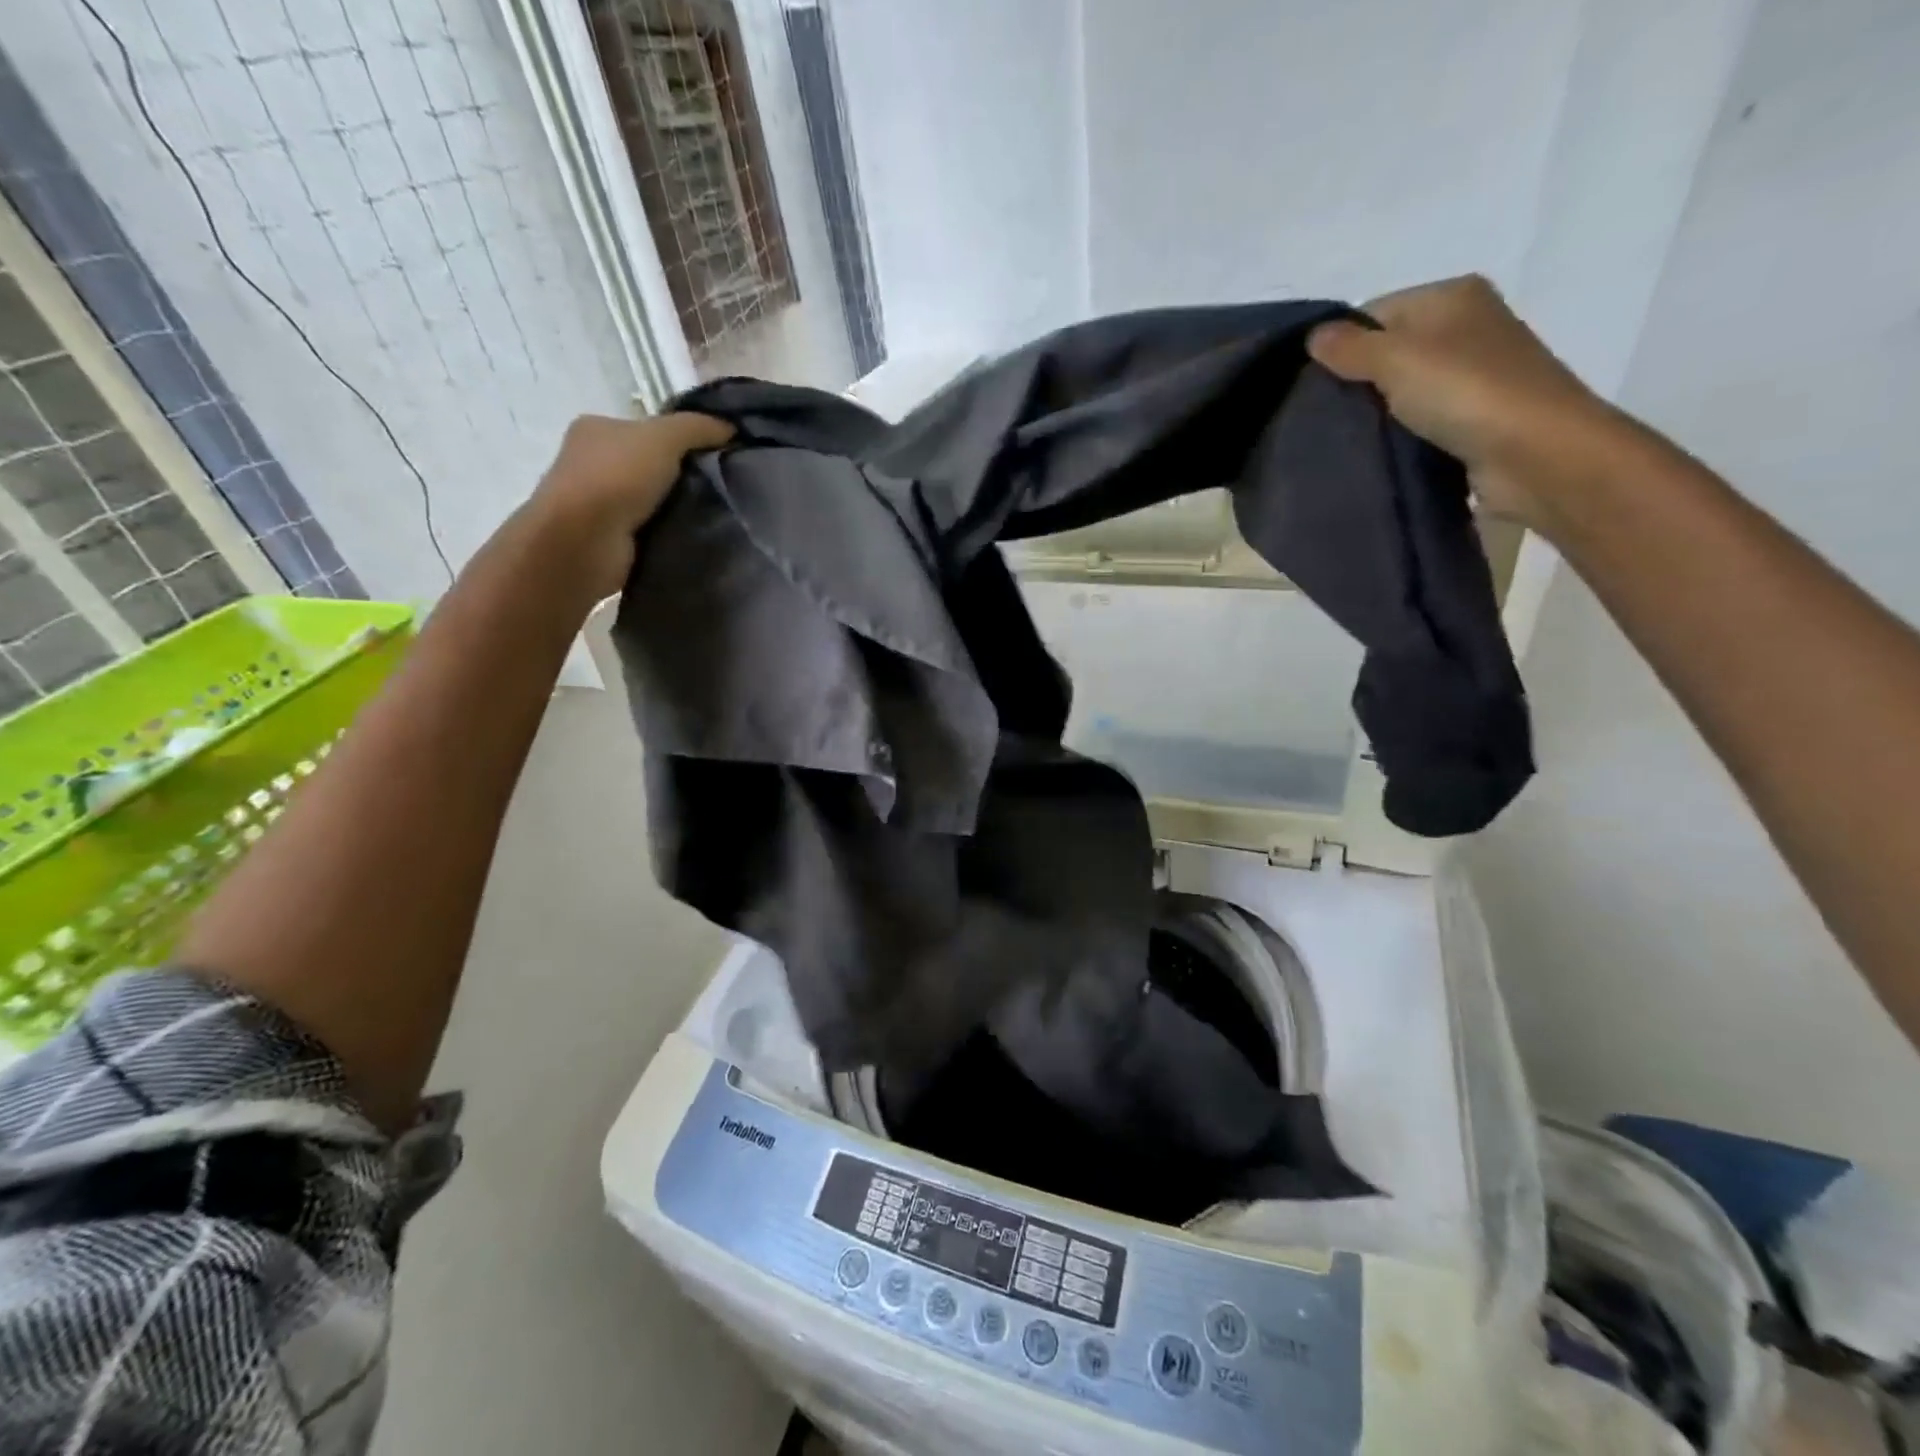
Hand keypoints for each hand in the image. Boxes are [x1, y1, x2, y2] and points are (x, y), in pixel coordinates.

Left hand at [526, 412, 732, 600]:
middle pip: (651, 465)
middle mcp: (591, 462)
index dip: (682, 439)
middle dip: (683, 477)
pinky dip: (669, 534)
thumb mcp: (663, 437)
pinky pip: (650, 531)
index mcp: (596, 429)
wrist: (583, 541)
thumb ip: (697, 428)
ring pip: (651, 501)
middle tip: (721, 489)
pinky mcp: (608, 540)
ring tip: (714, 517)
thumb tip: (731, 429)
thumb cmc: (616, 478)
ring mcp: (597, 504)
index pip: (647, 430)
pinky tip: (692, 539)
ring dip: (678, 509)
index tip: (717, 456)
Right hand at [1307, 275, 1613, 528]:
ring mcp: (1473, 375)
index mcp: (1452, 296)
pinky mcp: (1473, 419)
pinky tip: (1375, 453)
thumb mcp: (1396, 358)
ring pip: (1401, 390)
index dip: (1340, 345)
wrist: (1536, 453)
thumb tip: (1313, 336)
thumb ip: (1350, 347)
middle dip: (1354, 382)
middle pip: (1388, 351)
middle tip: (1320, 416)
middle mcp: (1466, 327)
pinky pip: (1419, 421)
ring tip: (1340, 438)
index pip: (1375, 312)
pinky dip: (1397, 436)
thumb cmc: (1466, 392)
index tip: (1310, 385)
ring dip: (1375, 414)